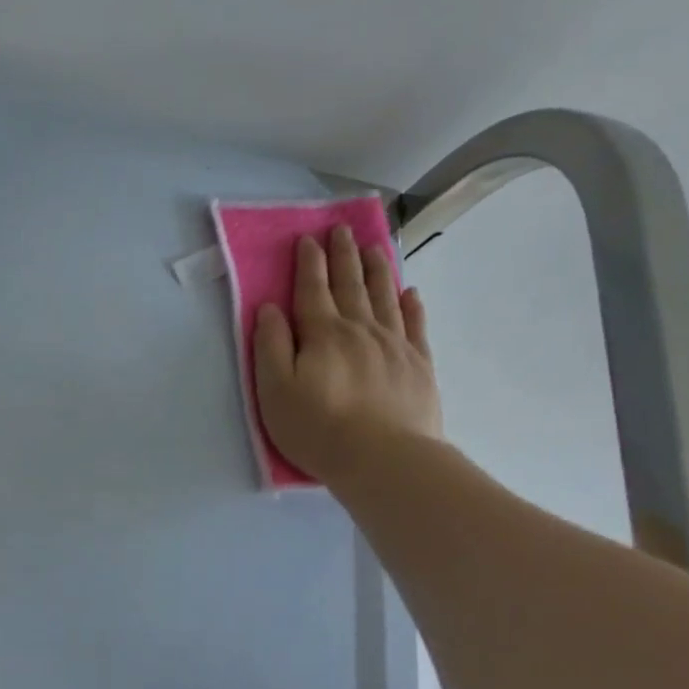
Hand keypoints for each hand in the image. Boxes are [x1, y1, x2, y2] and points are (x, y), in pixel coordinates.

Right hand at [253, 225, 442, 488]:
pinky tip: (410, 292)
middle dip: (343, 255)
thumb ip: (270, 346)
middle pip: (350, 285)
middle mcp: (360, 330)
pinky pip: (415, 324)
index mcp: (323, 334)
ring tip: (374, 247)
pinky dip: (411, 304)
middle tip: (341, 229)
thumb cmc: (318, 428)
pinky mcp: (419, 365)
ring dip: (377, 269)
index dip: (309, 263)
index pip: (312, 290)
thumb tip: (270, 308)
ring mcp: (395, 345)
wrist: (384, 460)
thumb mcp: (275, 391)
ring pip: (384, 296)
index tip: (308, 238)